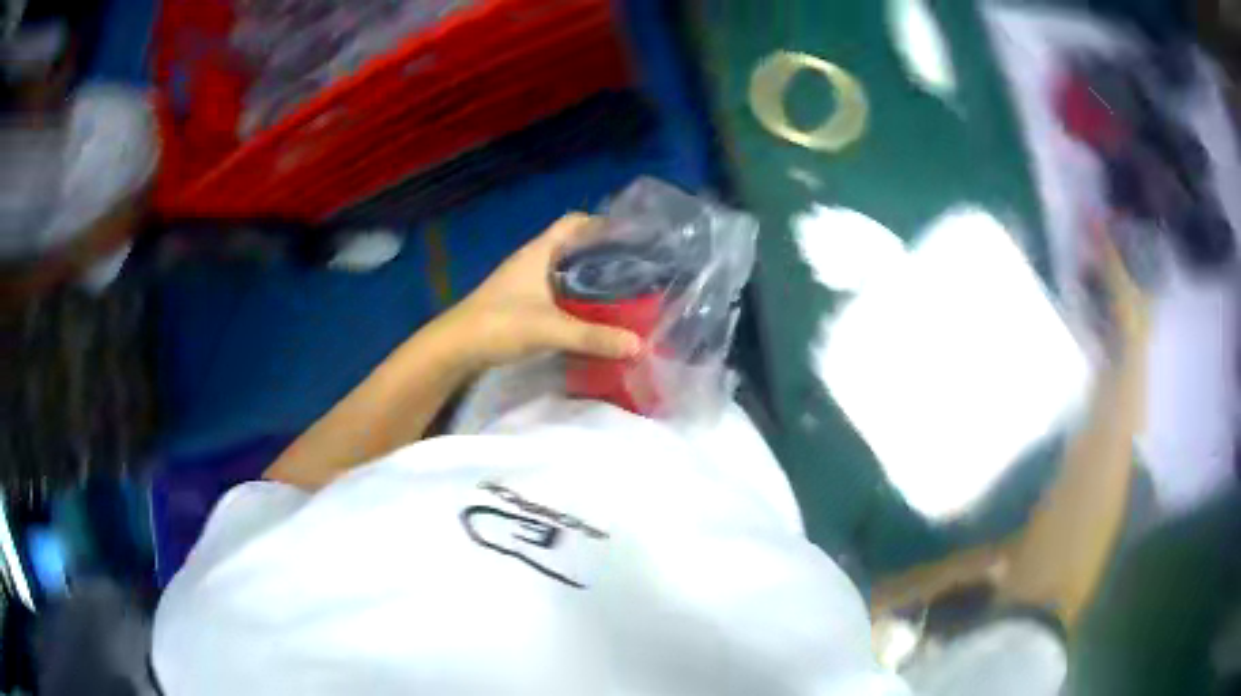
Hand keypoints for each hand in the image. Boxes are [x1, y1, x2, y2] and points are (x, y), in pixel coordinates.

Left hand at [444, 214, 641, 368]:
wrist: (455, 347)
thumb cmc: (499, 324)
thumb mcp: (550, 329)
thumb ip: (593, 337)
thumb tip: (638, 345)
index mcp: (539, 252)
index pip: (574, 223)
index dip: (601, 225)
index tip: (630, 238)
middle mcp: (532, 261)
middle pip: (573, 247)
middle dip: (601, 255)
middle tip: (635, 269)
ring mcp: (524, 282)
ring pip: (564, 271)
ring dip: (588, 278)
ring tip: (621, 291)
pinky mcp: (520, 303)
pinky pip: (555, 291)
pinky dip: (574, 298)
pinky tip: (590, 313)